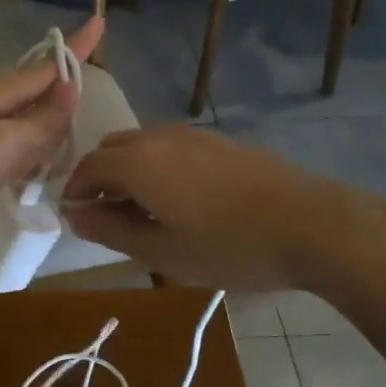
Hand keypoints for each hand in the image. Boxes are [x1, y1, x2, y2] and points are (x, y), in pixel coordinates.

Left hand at [0, 18, 104, 255]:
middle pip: (34, 92)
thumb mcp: (4, 146)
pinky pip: (3, 145)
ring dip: (43, 133)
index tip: (102, 22)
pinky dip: (22, 155)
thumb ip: (42, 121)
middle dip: (62, 100)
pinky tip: (30, 174)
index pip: (47, 66)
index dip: (77, 49)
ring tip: (66, 154)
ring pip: (19, 121)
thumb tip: (72, 88)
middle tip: (90, 118)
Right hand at [62, 126, 385, 304]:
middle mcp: (158, 137)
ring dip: (128, 171)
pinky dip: (157, 167)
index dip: (74, 193)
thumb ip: (110, 230)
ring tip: (145, 213)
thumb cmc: (229, 247)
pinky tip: (180, 200)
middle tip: (109, 219)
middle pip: (110, 149)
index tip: (76, 219)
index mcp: (137, 162)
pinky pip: (169, 147)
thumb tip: (73, 213)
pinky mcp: (219, 141)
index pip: (86, 168)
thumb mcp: (162, 251)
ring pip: (141, 145)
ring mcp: (192, 135)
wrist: (312, 225)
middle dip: (100, 179)